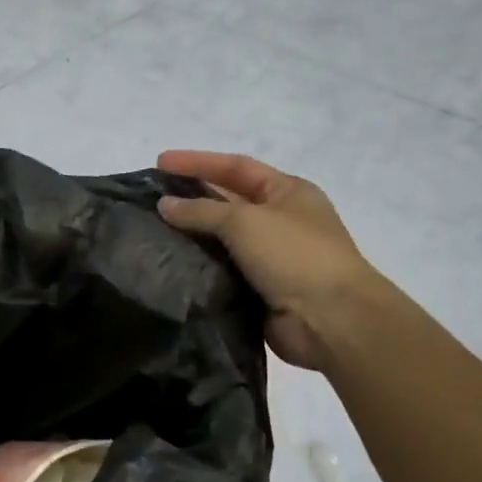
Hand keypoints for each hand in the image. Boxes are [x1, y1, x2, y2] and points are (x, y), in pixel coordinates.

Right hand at [156, 151, 375, 373]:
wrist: (330, 320)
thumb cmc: (294, 256)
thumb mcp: (245, 221)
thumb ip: (201, 211)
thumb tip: (165, 205)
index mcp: (287, 192)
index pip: (236, 167)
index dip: (198, 162)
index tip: (159, 162)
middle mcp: (280, 220)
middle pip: (228, 202)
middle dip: (192, 198)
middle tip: (151, 200)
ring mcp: (271, 257)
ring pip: (223, 240)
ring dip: (192, 236)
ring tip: (152, 233)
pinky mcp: (260, 290)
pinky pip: (223, 272)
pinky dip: (200, 268)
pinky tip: (170, 267)